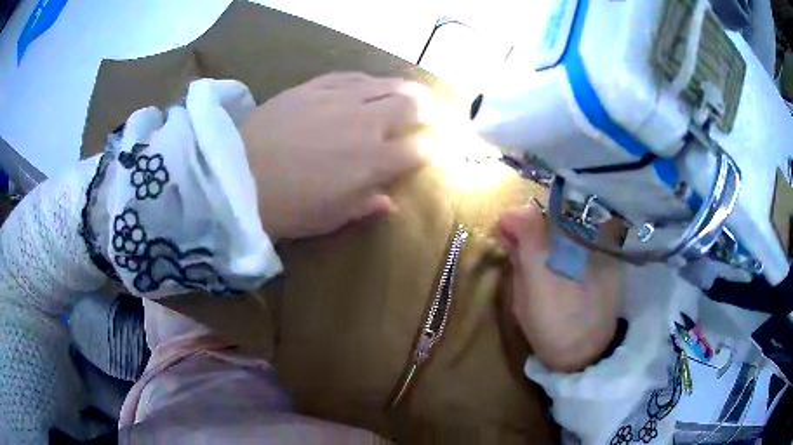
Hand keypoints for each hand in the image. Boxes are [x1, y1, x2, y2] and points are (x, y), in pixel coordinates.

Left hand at [242, 72, 431, 239]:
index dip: (429, 150)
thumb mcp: (330, 218)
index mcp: (373, 161)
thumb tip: (390, 202)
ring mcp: (340, 98)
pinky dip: (367, 80)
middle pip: (409, 106)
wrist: (237, 176)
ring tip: (408, 91)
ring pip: (385, 84)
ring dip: (403, 88)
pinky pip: (351, 76)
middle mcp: (366, 123)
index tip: (429, 151)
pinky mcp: (315, 86)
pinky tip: (368, 83)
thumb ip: (365, 205)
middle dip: (423, 110)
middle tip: (424, 112)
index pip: (418, 149)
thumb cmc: (287, 207)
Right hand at [498, 204, 621, 371]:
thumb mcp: (520, 302)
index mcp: (541, 255)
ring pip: (567, 220)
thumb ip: (517, 265)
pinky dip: (575, 240)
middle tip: (528, 246)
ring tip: (553, 255)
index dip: (510, 222)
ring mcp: (592, 244)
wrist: (590, 349)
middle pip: (545, 213)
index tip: (506, 237)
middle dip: (532, 226)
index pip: (521, 216)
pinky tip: (573, 260)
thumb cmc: (548, 331)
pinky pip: (586, 233)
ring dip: (554, 232)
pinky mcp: (608, 252)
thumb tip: (513, 240)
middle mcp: (568, 240)